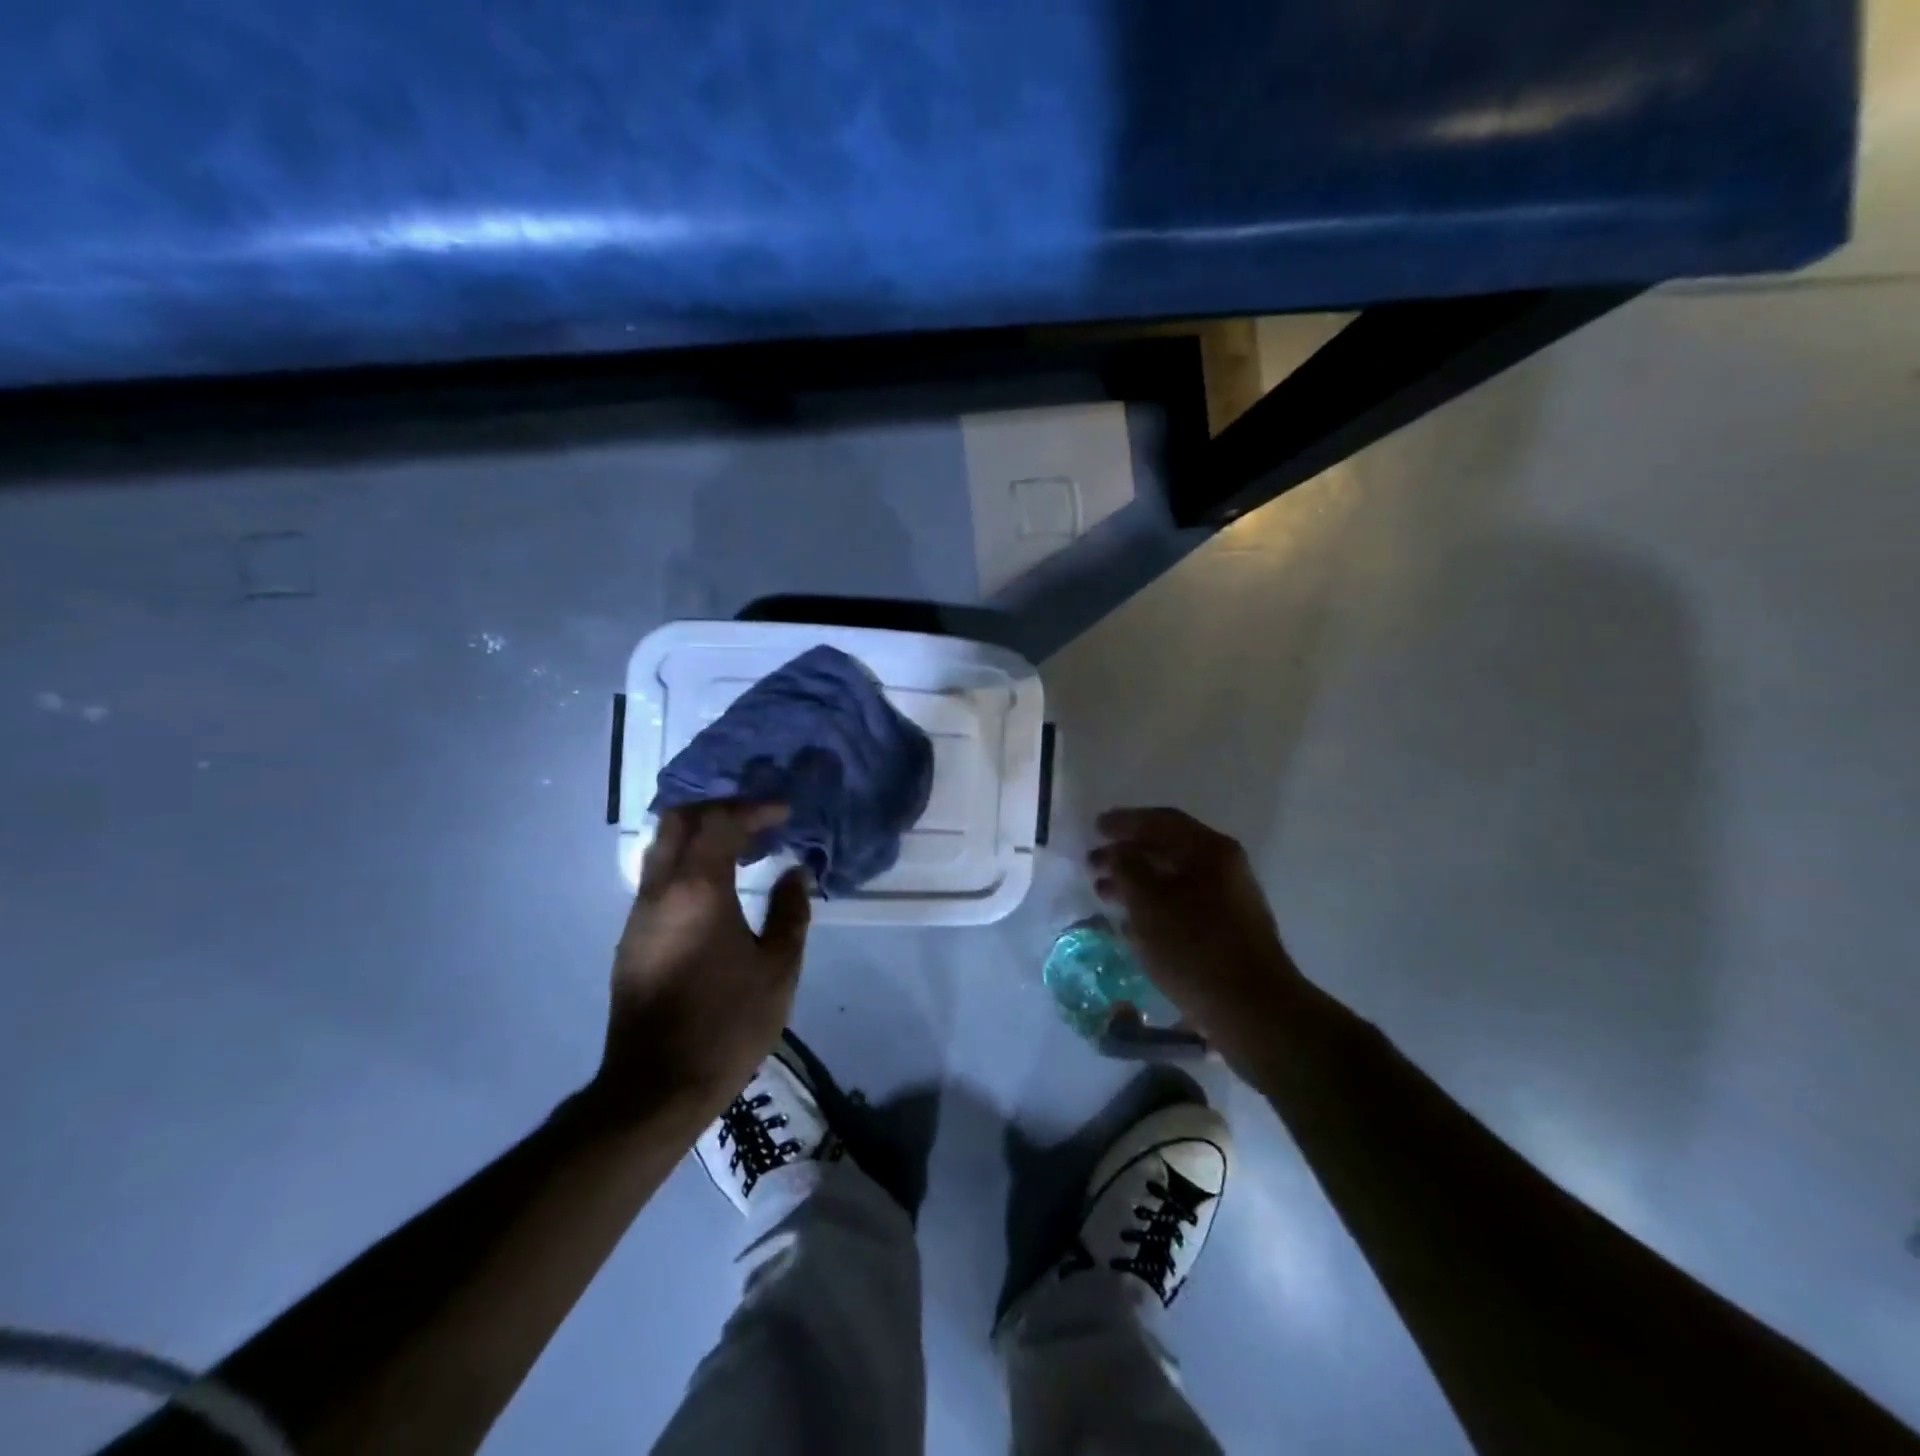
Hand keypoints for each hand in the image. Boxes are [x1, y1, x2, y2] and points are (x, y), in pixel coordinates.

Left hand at [596, 802, 812, 1119]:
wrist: (657, 1085)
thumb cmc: (727, 1022)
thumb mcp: (778, 968)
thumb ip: (790, 912)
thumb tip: (794, 873)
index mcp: (697, 890)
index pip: (721, 822)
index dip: (755, 809)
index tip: (784, 813)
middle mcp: (660, 891)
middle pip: (679, 821)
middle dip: (720, 809)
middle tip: (757, 821)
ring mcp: (639, 914)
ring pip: (662, 847)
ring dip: (701, 835)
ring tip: (743, 850)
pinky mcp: (631, 937)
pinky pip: (658, 876)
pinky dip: (688, 862)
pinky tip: (717, 888)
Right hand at [1090, 807, 1302, 1073]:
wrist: (1252, 1010)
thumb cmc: (1195, 947)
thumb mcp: (1149, 903)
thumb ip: (1127, 868)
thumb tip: (1118, 851)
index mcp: (1210, 850)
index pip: (1161, 821)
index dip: (1125, 821)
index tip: (1095, 827)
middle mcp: (1225, 867)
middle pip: (1169, 847)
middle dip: (1128, 853)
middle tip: (1093, 863)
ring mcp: (1230, 900)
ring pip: (1174, 878)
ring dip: (1138, 881)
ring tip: (1105, 893)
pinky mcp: (1228, 930)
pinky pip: (1183, 903)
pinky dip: (1154, 904)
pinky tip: (1133, 920)